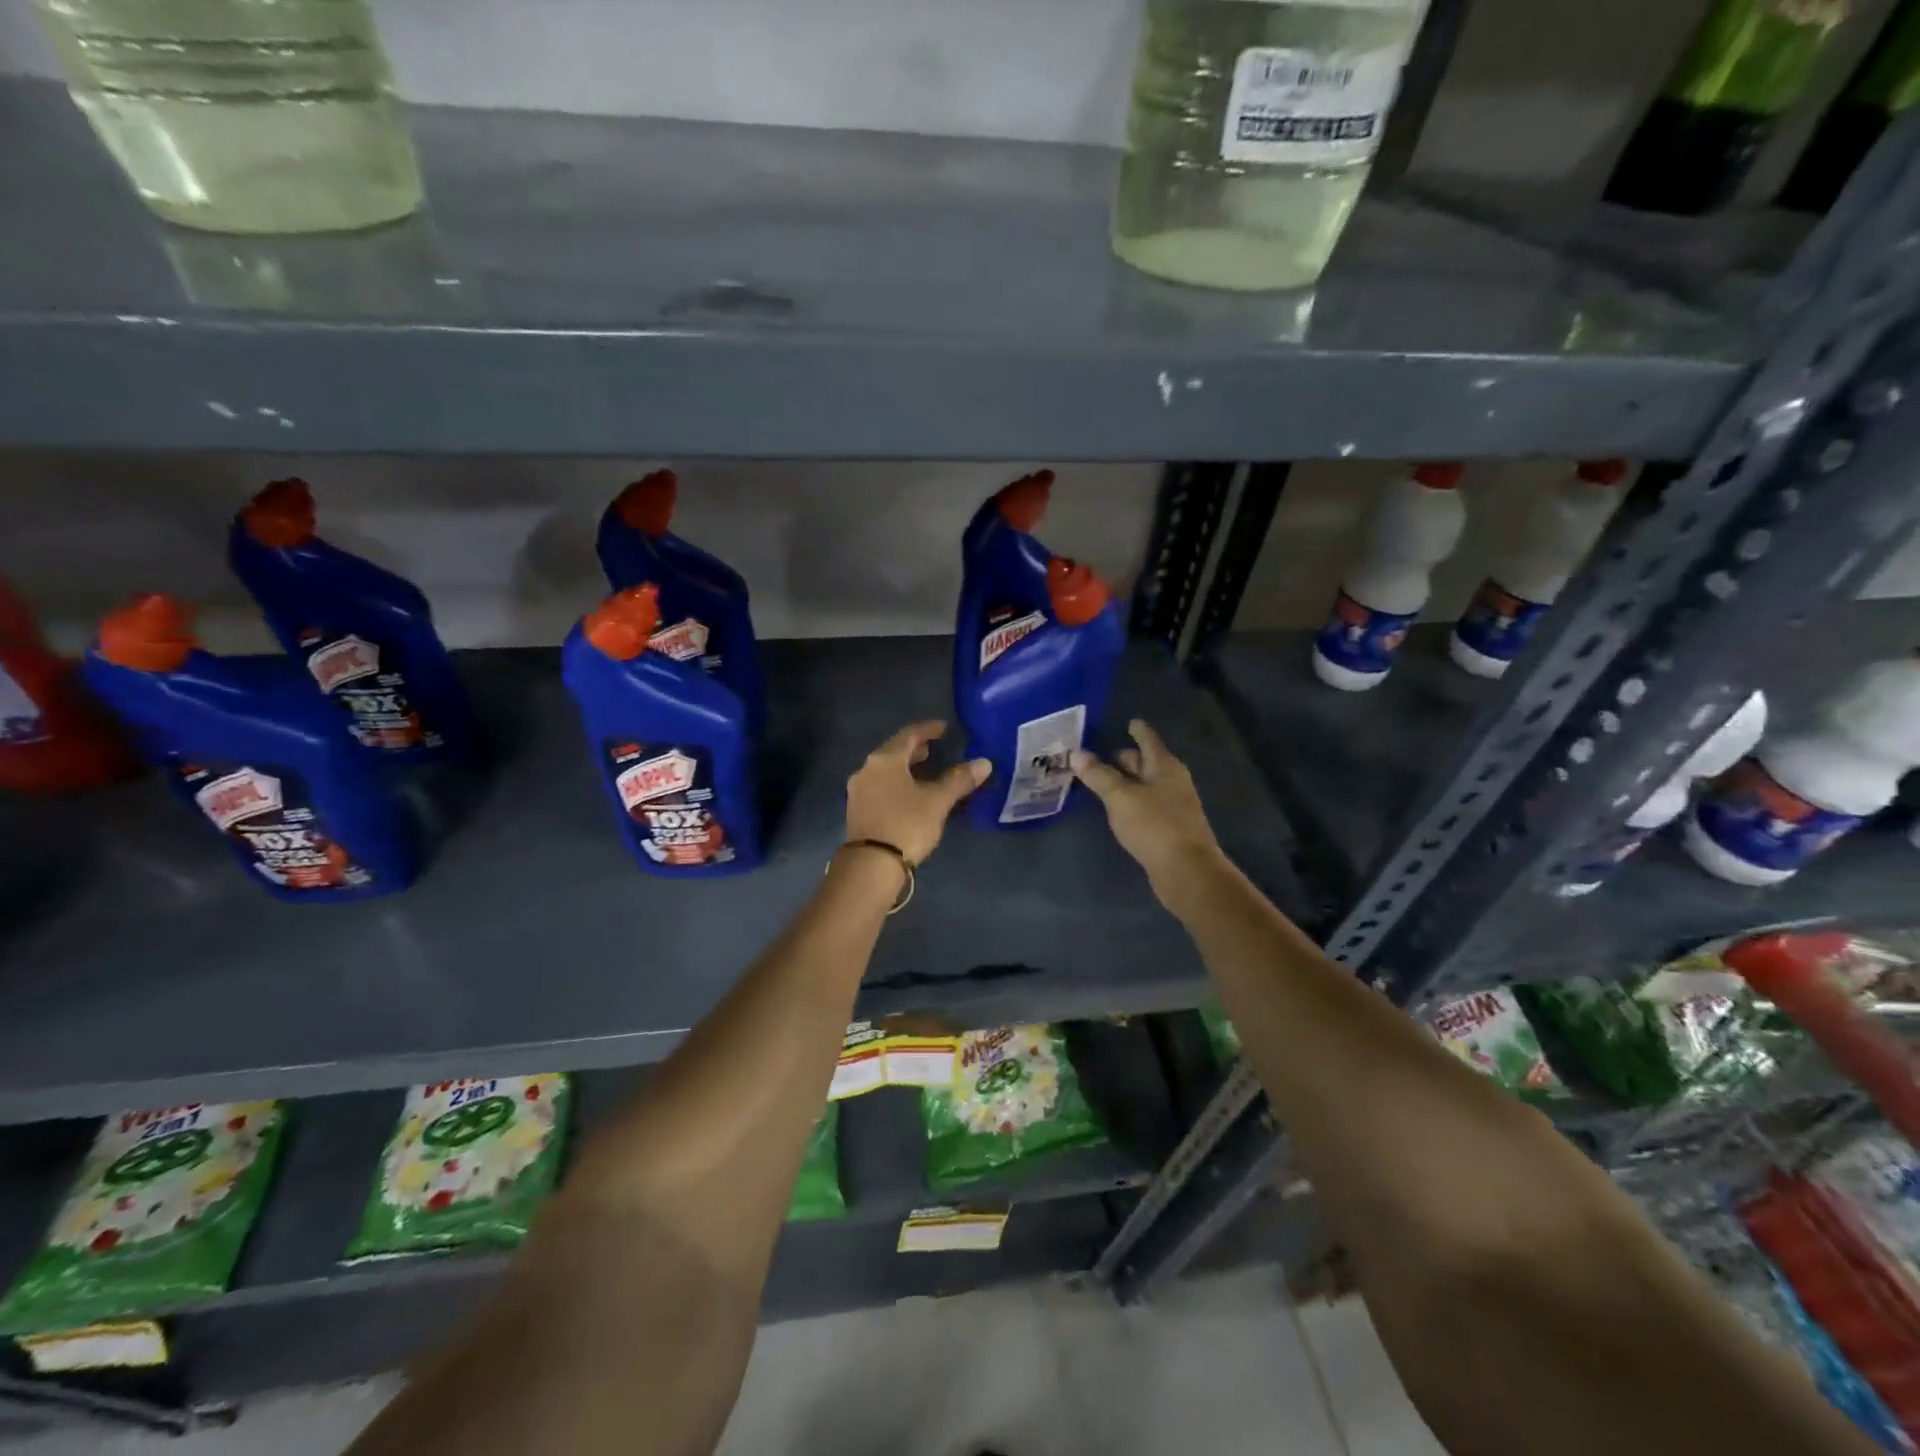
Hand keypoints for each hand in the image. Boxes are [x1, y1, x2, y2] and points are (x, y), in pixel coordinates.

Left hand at [845, 721, 989, 865]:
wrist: (871, 865)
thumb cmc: (906, 824)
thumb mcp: (937, 801)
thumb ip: (959, 780)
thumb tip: (984, 763)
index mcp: (885, 759)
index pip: (909, 734)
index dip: (928, 729)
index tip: (944, 728)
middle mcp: (867, 769)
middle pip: (893, 751)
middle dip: (914, 749)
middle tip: (933, 749)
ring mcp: (858, 790)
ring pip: (884, 770)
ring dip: (904, 767)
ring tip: (923, 771)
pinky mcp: (857, 810)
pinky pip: (879, 786)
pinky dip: (895, 783)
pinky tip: (908, 795)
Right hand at [1071, 720, 1226, 906]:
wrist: (1187, 870)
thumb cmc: (1154, 826)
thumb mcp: (1120, 797)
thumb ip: (1098, 775)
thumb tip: (1076, 753)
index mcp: (1164, 766)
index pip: (1148, 739)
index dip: (1138, 730)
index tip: (1130, 721)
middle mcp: (1172, 781)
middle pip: (1146, 762)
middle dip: (1125, 758)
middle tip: (1098, 755)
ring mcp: (1173, 805)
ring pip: (1145, 785)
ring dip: (1125, 781)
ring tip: (1100, 781)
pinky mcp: (1169, 827)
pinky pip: (1146, 804)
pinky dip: (1130, 800)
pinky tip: (1116, 808)